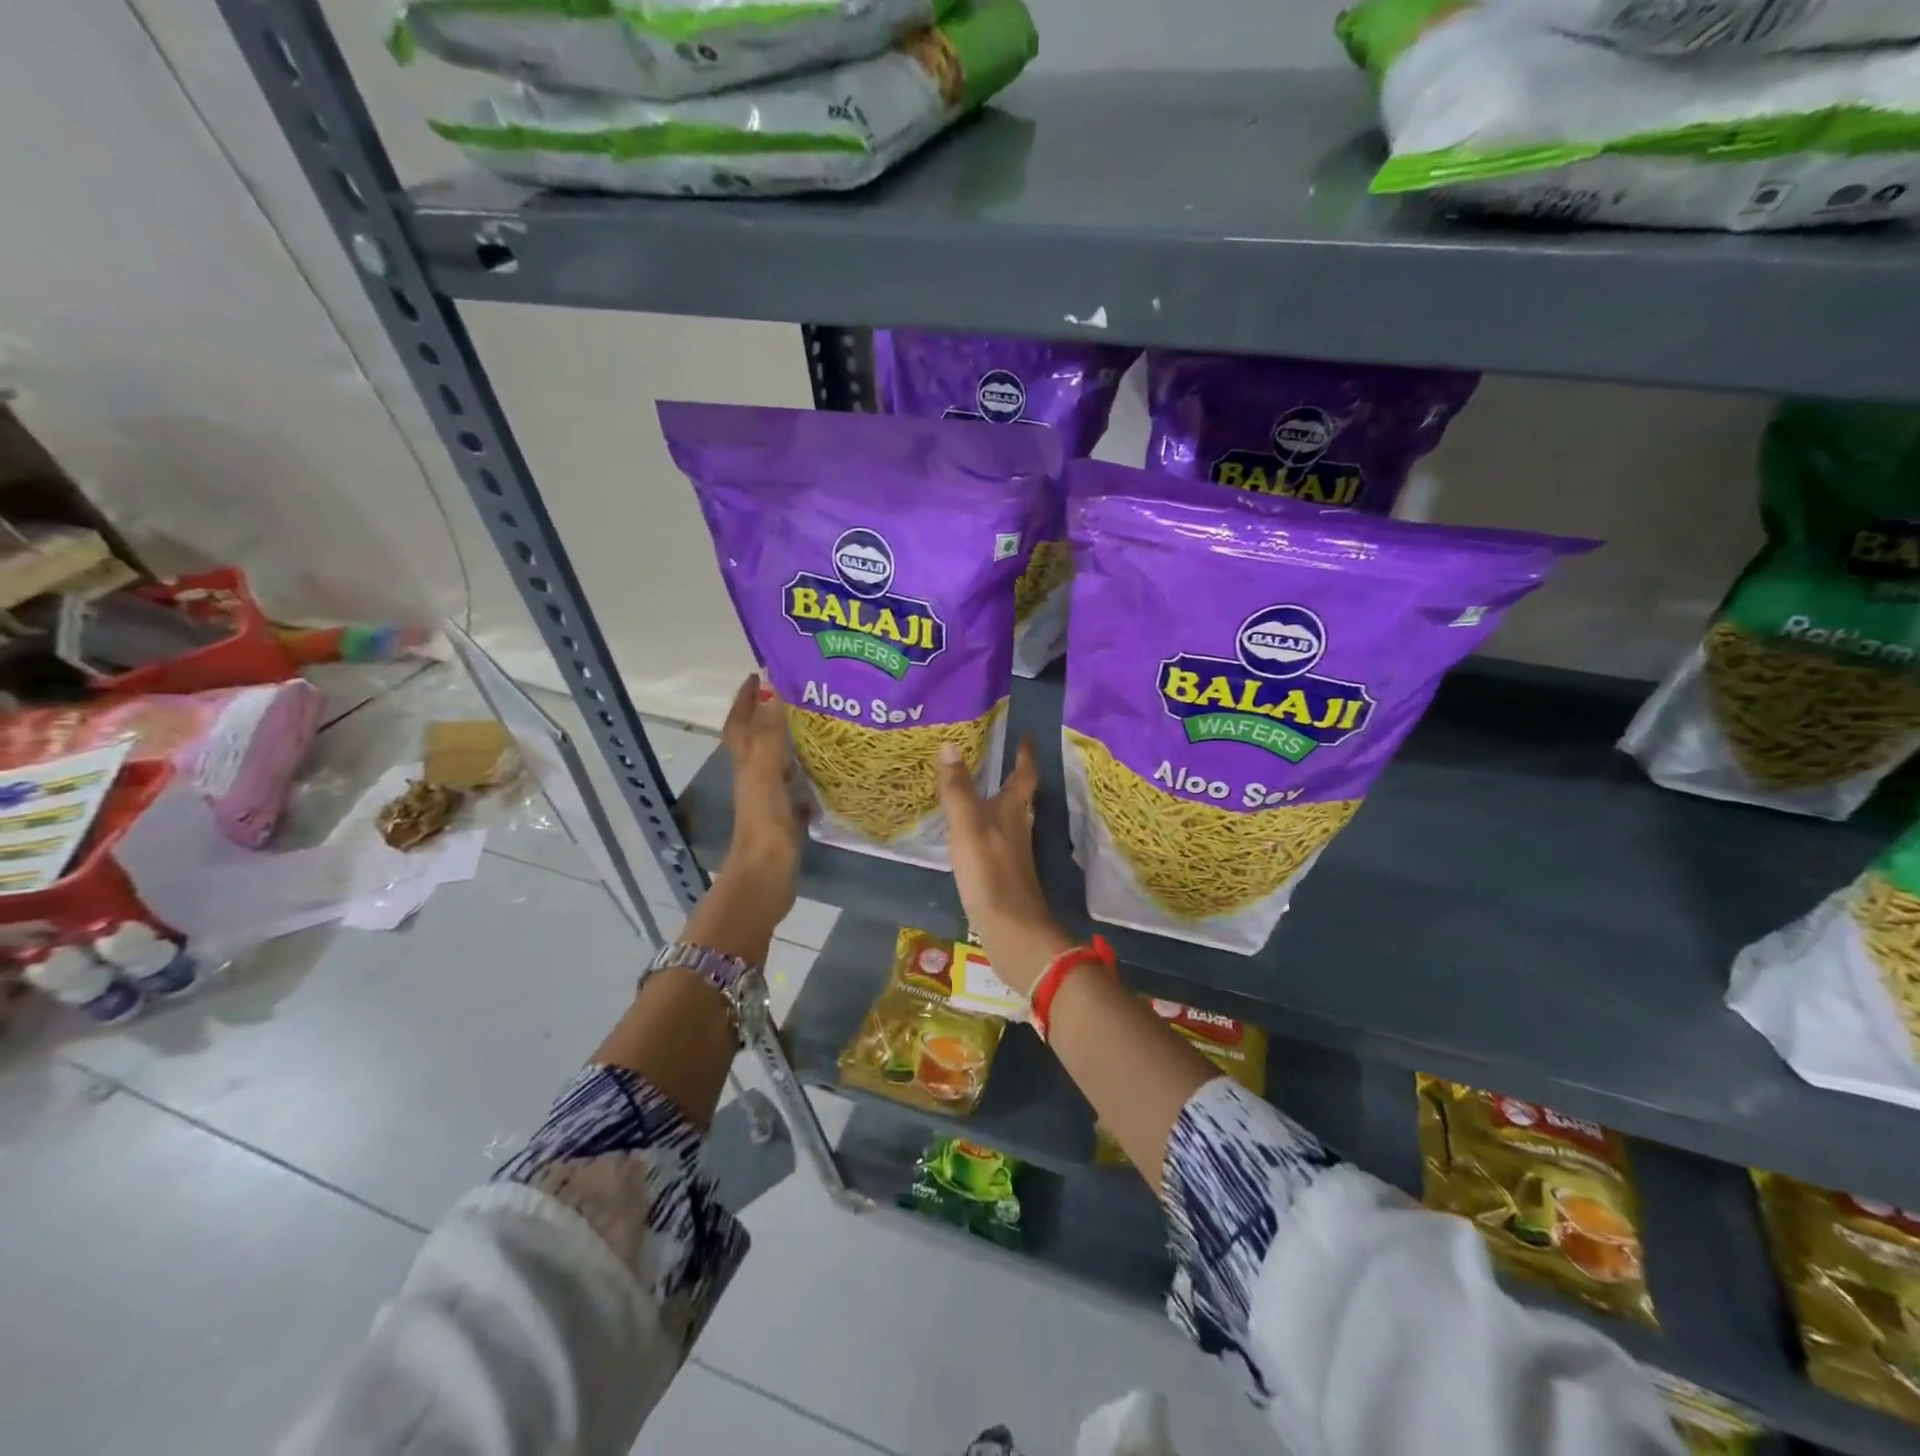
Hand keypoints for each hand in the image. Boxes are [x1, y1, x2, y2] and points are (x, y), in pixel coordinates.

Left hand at [721, 673, 801, 894]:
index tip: (759, 674)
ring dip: (791, 740)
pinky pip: (796, 785)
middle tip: (798, 694)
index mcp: (746, 763)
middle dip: (770, 713)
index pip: (739, 723)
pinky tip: (828, 769)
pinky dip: (808, 773)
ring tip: (819, 723)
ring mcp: (769, 797)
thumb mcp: (765, 773)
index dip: (744, 699)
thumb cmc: (764, 823)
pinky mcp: (786, 815)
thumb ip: (769, 735)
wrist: (766, 875)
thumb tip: (773, 691)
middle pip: (757, 738)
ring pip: (777, 760)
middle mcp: (754, 776)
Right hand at [936, 736, 1072, 996]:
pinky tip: (969, 833)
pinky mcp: (1003, 873)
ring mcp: (1013, 852)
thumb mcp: (967, 825)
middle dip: (1011, 775)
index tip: (1027, 735)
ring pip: (1008, 817)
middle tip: (995, 756)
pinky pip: (994, 839)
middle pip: (1019, 796)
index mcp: (1015, 810)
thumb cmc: (990, 870)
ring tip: (978, 789)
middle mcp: (1019, 827)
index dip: (1025, 754)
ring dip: (997, 801)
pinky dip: (985, 827)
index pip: (1024, 774)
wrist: (1010, 928)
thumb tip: (950, 745)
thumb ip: (958, 788)